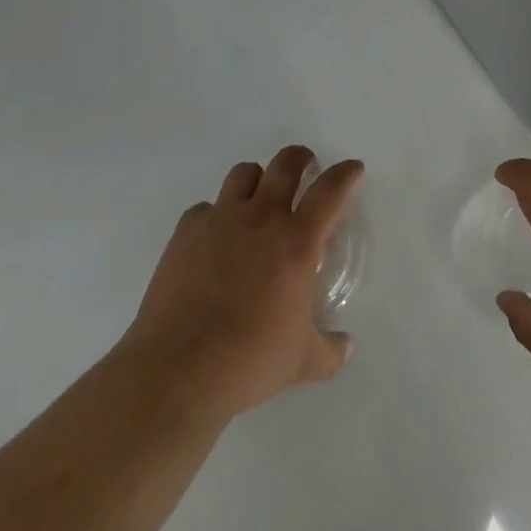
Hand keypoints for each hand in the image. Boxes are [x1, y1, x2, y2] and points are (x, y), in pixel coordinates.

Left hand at [122, 145, 362, 423]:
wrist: (177, 371)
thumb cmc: (249, 360)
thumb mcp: (302, 361)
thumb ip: (330, 350)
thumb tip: (347, 347)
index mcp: (296, 240)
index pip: (330, 190)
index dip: (345, 174)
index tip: (353, 169)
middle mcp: (262, 217)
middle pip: (286, 162)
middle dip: (300, 159)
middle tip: (304, 170)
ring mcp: (221, 219)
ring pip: (244, 173)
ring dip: (257, 180)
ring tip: (257, 200)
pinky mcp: (186, 232)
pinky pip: (205, 208)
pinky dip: (214, 216)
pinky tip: (213, 241)